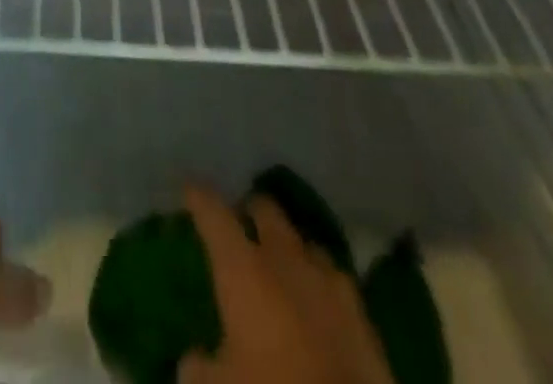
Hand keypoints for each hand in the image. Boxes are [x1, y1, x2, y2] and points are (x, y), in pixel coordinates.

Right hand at [179, 186, 392, 383]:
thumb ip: (199, 369)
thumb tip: (193, 359)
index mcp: (242, 267)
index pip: (213, 214)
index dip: (199, 197)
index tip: (190, 188)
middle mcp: (283, 259)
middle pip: (266, 211)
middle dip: (252, 210)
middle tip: (241, 218)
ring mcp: (327, 281)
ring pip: (304, 242)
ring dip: (291, 246)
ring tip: (283, 258)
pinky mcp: (362, 314)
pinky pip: (335, 281)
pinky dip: (321, 282)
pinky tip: (319, 299)